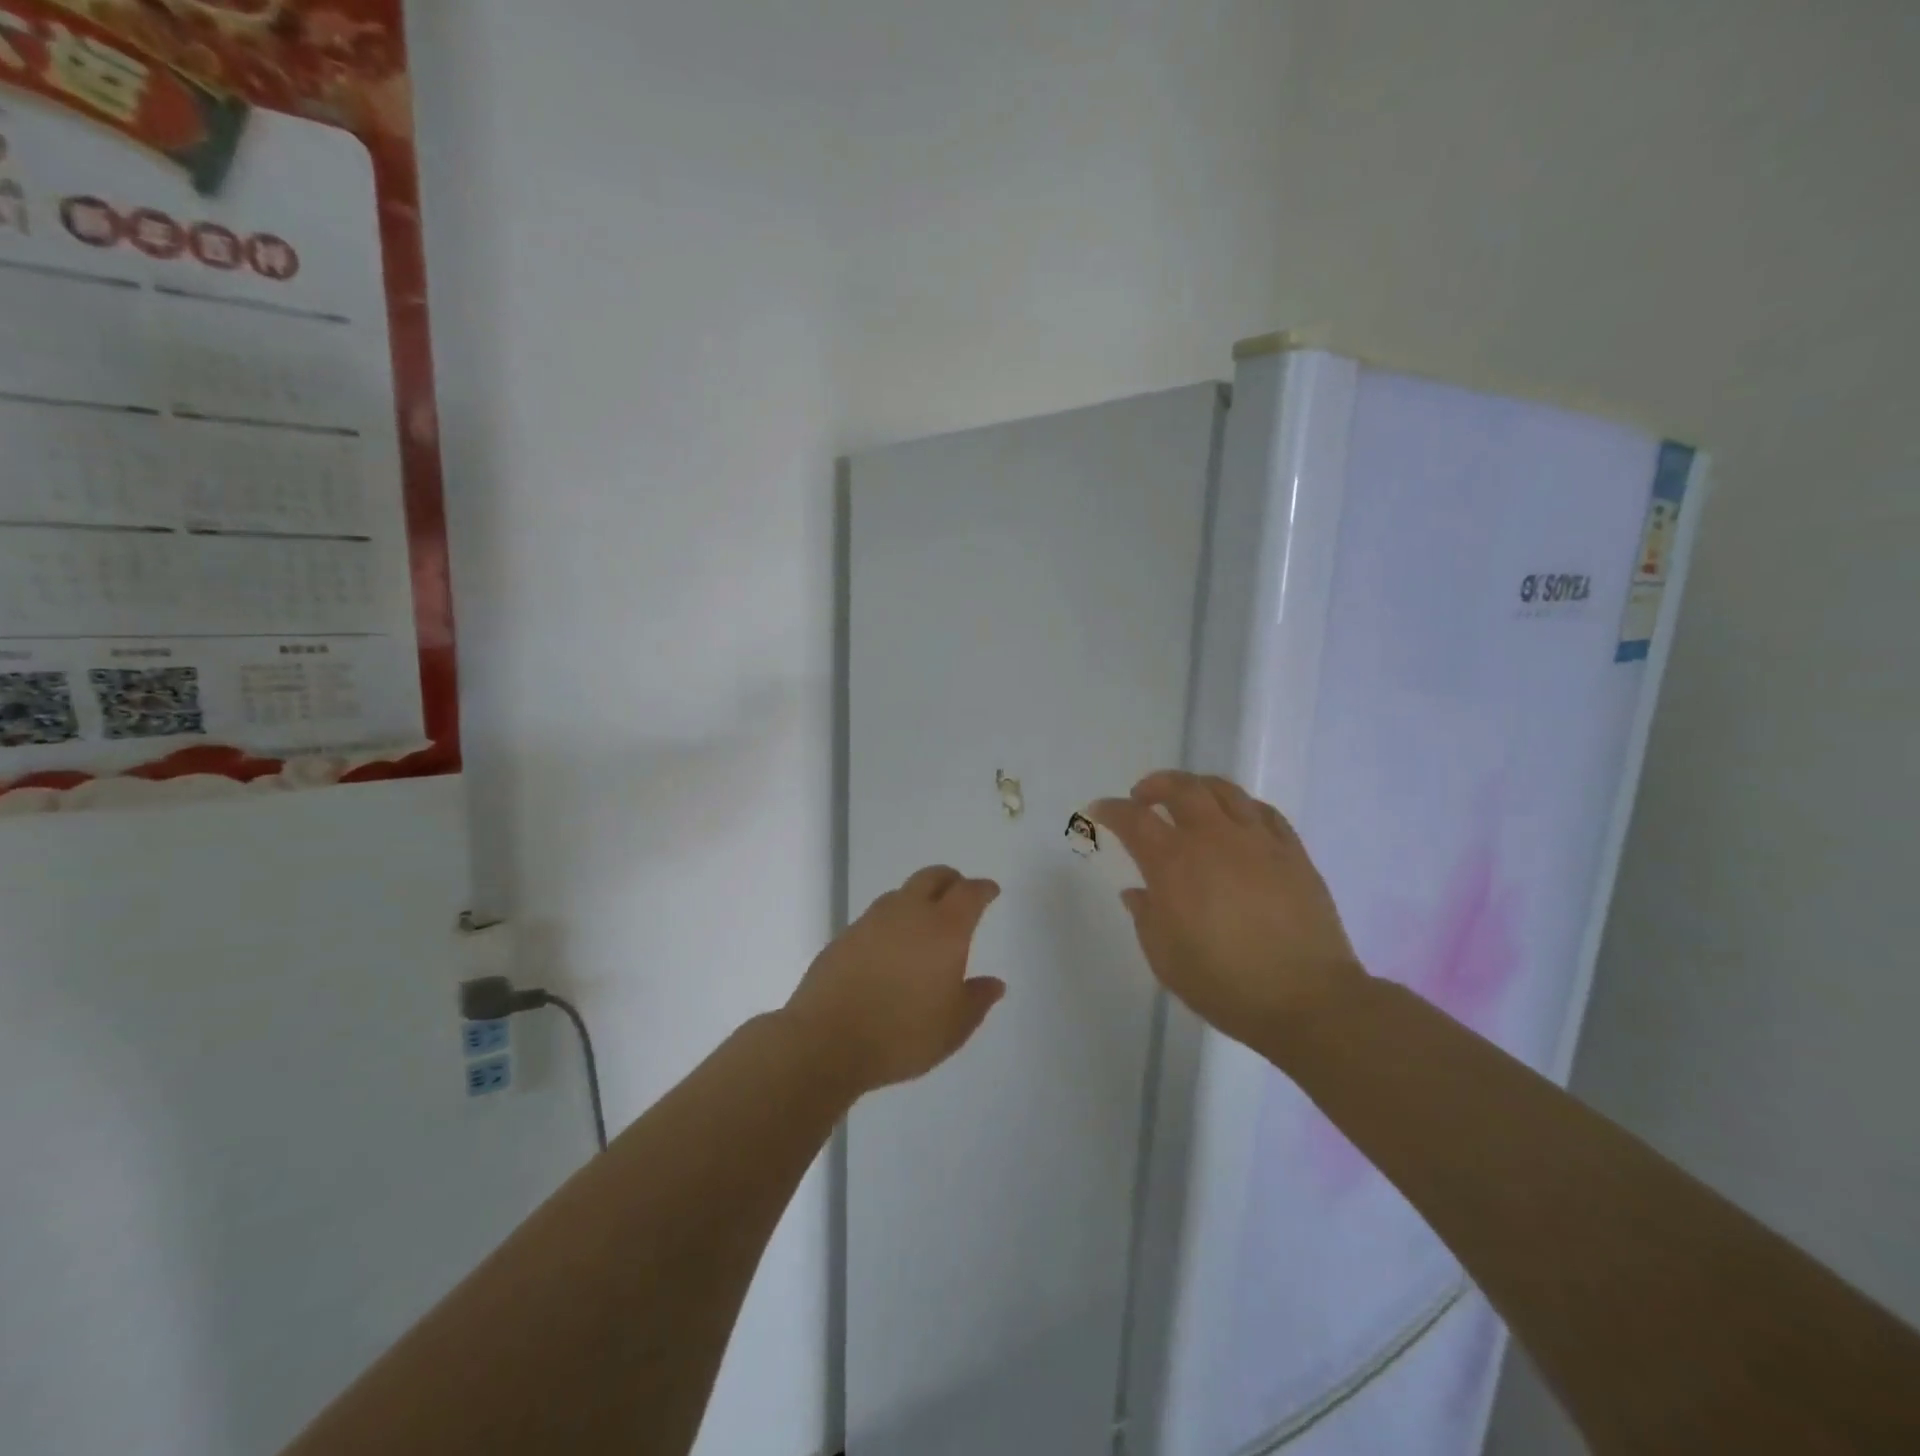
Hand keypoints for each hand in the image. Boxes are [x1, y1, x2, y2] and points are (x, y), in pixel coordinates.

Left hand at [784, 866, 1004, 1095]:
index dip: (983, 889)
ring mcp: (872, 921)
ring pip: (901, 894)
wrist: (826, 1040)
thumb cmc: (902, 1034)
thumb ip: (977, 1000)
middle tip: (959, 892)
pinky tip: (890, 947)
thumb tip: (994, 983)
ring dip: (918, 898)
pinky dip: (891, 921)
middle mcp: (909, 913)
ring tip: (923, 922)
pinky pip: (876, 916)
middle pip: (932, 877)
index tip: (991, 891)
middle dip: (950, 880)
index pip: (969, 893)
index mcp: (944, 929)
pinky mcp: (845, 935)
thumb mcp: (953, 1028)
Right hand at [1093, 771, 1362, 1048]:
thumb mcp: (1165, 959)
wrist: (1307, 999)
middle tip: (1142, 796)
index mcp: (1173, 864)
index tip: (1100, 809)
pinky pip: (1263, 812)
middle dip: (1155, 785)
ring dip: (1197, 786)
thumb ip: (1146, 917)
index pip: (1134, 820)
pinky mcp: (1292, 852)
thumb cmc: (1225, 984)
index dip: (1112, 809)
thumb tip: (1137, 893)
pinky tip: (1237, 820)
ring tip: (1189, 798)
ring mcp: (1257, 841)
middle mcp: (1213, 839)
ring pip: (1224, 790)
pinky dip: (1240, 806)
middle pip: (1181, 788)